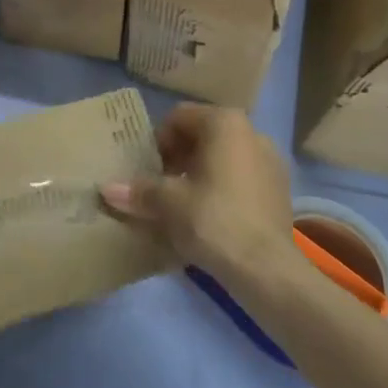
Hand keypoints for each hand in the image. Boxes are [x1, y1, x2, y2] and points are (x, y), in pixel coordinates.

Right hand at [100, 104, 294, 278]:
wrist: (266, 269)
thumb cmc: (212, 219)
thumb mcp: (167, 202)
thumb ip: (138, 190)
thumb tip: (107, 189)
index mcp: (225, 123)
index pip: (179, 118)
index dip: (158, 142)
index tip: (148, 170)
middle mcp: (252, 133)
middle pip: (202, 136)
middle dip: (178, 158)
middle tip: (161, 186)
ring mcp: (271, 162)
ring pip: (222, 158)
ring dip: (199, 174)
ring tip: (182, 204)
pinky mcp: (280, 191)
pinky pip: (240, 178)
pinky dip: (221, 189)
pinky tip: (208, 218)